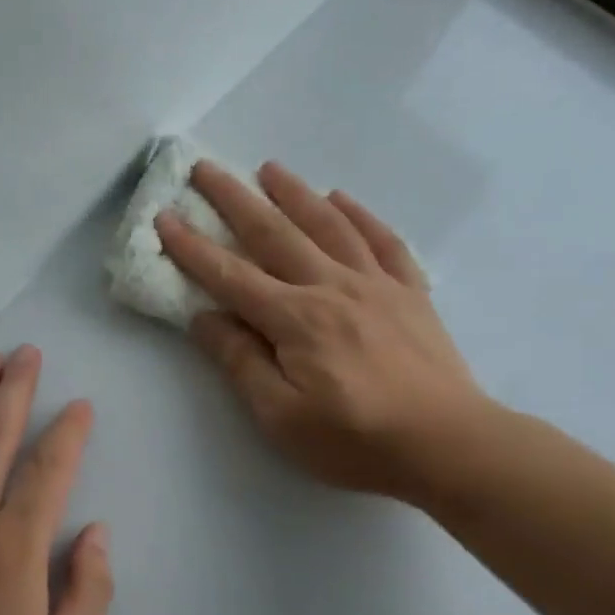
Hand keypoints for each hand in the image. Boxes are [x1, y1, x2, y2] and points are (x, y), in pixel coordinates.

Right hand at [156, 160, 489, 506]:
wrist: (450, 446)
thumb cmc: (356, 440)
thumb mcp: (281, 417)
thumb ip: (241, 362)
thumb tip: (205, 318)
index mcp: (294, 319)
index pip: (230, 275)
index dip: (192, 247)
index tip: (164, 217)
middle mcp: (331, 287)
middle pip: (274, 233)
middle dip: (234, 199)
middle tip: (206, 168)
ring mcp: (376, 284)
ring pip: (328, 225)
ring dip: (294, 193)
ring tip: (270, 168)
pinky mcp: (410, 293)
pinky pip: (383, 241)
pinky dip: (360, 215)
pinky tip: (342, 198)